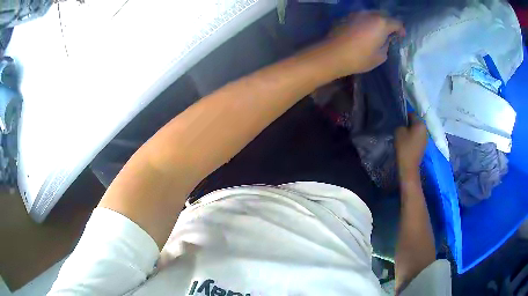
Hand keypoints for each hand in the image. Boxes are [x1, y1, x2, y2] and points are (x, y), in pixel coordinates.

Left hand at [321, 12, 404, 76]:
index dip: (401, 29)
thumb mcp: (380, 56)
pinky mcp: (346, 17)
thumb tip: (385, 40)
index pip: (397, 22)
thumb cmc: (359, 58)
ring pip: (371, 14)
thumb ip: (386, 46)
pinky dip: (365, 22)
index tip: (400, 37)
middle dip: (389, 23)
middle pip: (383, 15)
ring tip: (375, 32)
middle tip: (389, 34)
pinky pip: (360, 17)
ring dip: (376, 21)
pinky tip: (362, 31)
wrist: (333, 54)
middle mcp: (369, 14)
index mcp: (381, 23)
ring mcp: (356, 14)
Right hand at [395, 114, 427, 178]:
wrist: (409, 166)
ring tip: (403, 136)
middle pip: (415, 122)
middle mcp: (425, 129)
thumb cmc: (404, 147)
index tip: (397, 122)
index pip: (411, 114)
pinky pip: (417, 137)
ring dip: (410, 131)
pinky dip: (412, 137)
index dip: (404, 116)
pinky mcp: (424, 145)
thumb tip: (403, 124)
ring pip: (416, 130)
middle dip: (408, 124)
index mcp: (421, 124)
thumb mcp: (399, 131)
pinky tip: (407, 142)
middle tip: (399, 128)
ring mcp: (426, 138)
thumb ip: (401, 124)